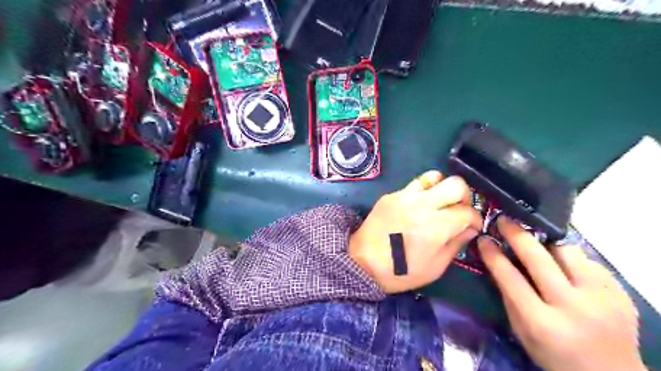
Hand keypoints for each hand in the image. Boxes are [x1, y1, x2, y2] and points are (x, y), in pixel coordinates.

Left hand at [348, 171, 482, 294]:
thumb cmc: (400, 271)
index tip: (471, 227)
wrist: (362, 262)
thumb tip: (469, 228)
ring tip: (438, 205)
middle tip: (458, 211)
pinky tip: (418, 208)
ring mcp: (404, 195)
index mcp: (436, 225)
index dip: (475, 220)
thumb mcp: (435, 267)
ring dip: (443, 189)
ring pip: (435, 176)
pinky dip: (424, 192)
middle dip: (464, 197)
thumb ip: (455, 244)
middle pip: (456, 184)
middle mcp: (422, 204)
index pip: (467, 211)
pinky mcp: (391, 194)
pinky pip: (415, 184)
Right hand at [478, 218, 643, 369]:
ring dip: (546, 242)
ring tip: (536, 241)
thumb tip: (497, 262)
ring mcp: (602, 298)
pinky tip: (563, 266)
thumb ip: (509, 298)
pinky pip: (587, 261)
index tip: (484, 238)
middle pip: (539, 258)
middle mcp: (573, 307)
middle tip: (504, 220)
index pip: (510, 278)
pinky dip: (570, 258)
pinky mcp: (620, 292)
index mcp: (543, 323)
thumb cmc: (556, 356)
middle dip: (517, 234)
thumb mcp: (522, 333)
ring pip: (567, 251)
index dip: (493, 255)